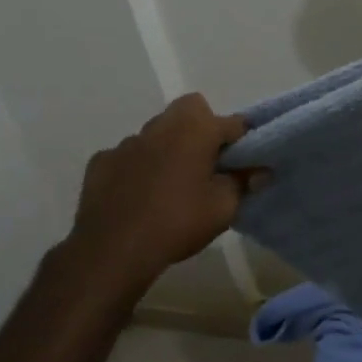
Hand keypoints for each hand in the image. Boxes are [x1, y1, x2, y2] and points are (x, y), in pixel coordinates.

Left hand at [58, 94, 266, 300]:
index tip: (246, 164)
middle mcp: (161, 126)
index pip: (233, 123)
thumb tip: (260, 171)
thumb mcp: (224, 207)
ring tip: (172, 183)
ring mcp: (127, 142)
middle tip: (208, 164)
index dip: (244, 141)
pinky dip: (138, 167)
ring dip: (168, 147)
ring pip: (157, 132)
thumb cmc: (178, 222)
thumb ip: (244, 183)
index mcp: (196, 129)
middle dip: (203, 128)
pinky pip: (128, 156)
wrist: (112, 250)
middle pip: (190, 110)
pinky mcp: (101, 162)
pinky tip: (138, 194)